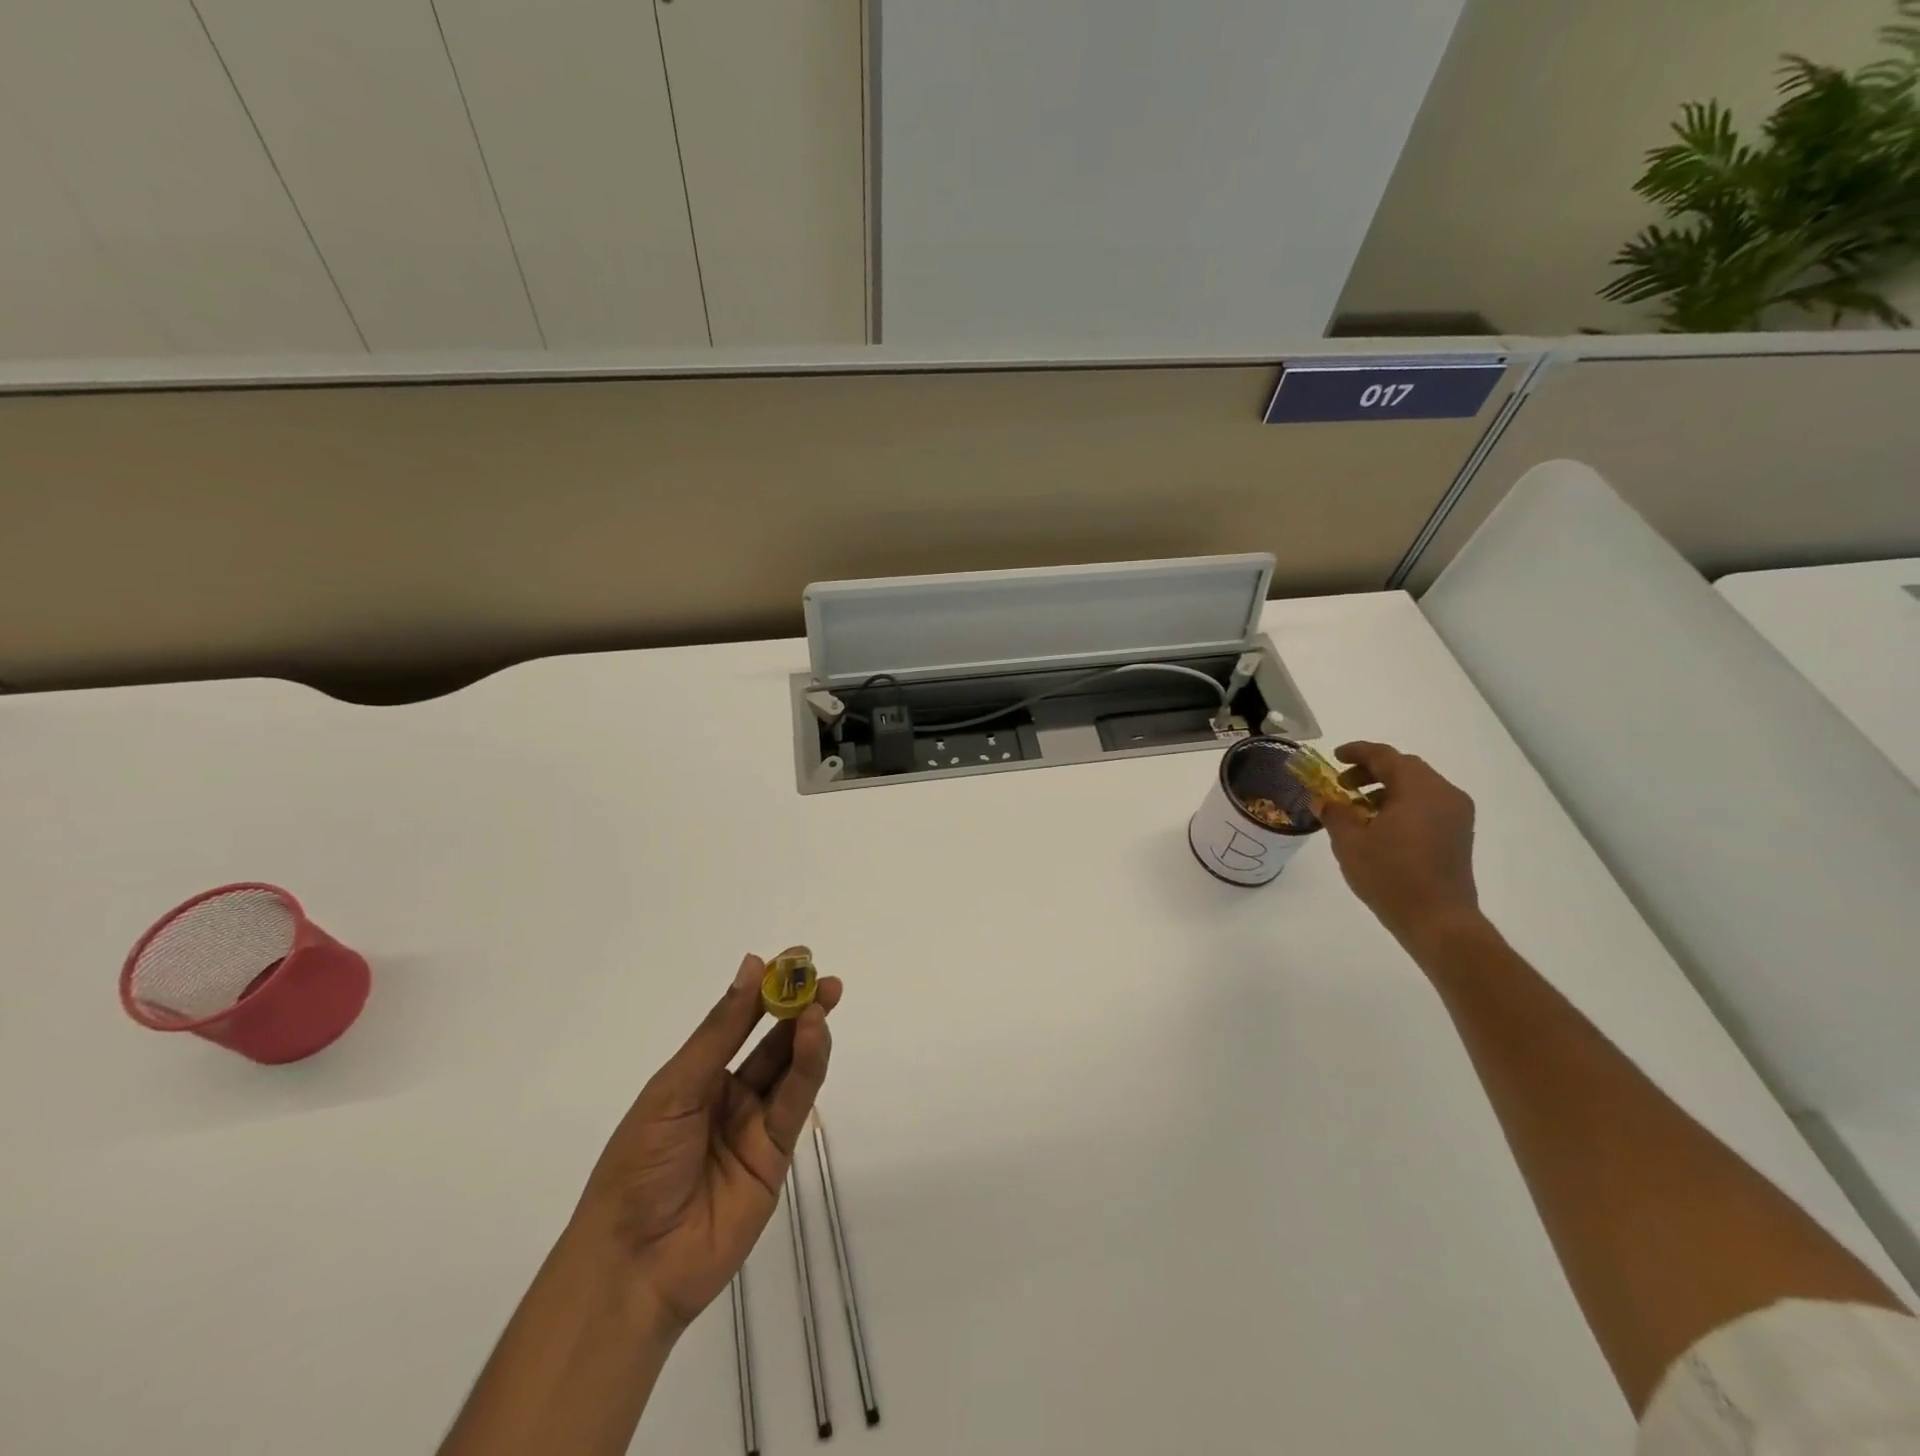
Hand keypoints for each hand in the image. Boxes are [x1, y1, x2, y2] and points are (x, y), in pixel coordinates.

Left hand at [570, 949, 841, 1333]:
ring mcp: (754, 1126)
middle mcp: (728, 1095)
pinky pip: (795, 1104)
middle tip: (822, 977)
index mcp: (695, 1077)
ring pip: (789, 1069)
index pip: (737, 1022)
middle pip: (771, 1042)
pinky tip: (815, 1037)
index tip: (794, 957)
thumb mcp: (675, 1089)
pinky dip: (808, 1068)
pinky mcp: (776, 1157)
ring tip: (822, 1001)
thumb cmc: (638, 1167)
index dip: (765, 989)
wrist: (634, 1266)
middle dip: (797, 1007)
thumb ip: (719, 1032)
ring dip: (807, 1033)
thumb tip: (751, 965)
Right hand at [1312, 742, 1479, 945]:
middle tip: (1343, 784)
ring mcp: (1456, 815)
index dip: (1357, 752)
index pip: (1385, 756)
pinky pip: (1428, 804)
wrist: (1438, 920)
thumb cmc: (1390, 875)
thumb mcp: (1350, 842)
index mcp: (1419, 788)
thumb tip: (1323, 799)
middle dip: (1371, 771)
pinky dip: (1402, 804)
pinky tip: (1381, 825)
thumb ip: (1334, 813)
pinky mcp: (1458, 834)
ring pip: (1418, 786)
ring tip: (1359, 807)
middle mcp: (1444, 794)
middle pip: (1405, 768)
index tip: (1335, 756)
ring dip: (1387, 788)